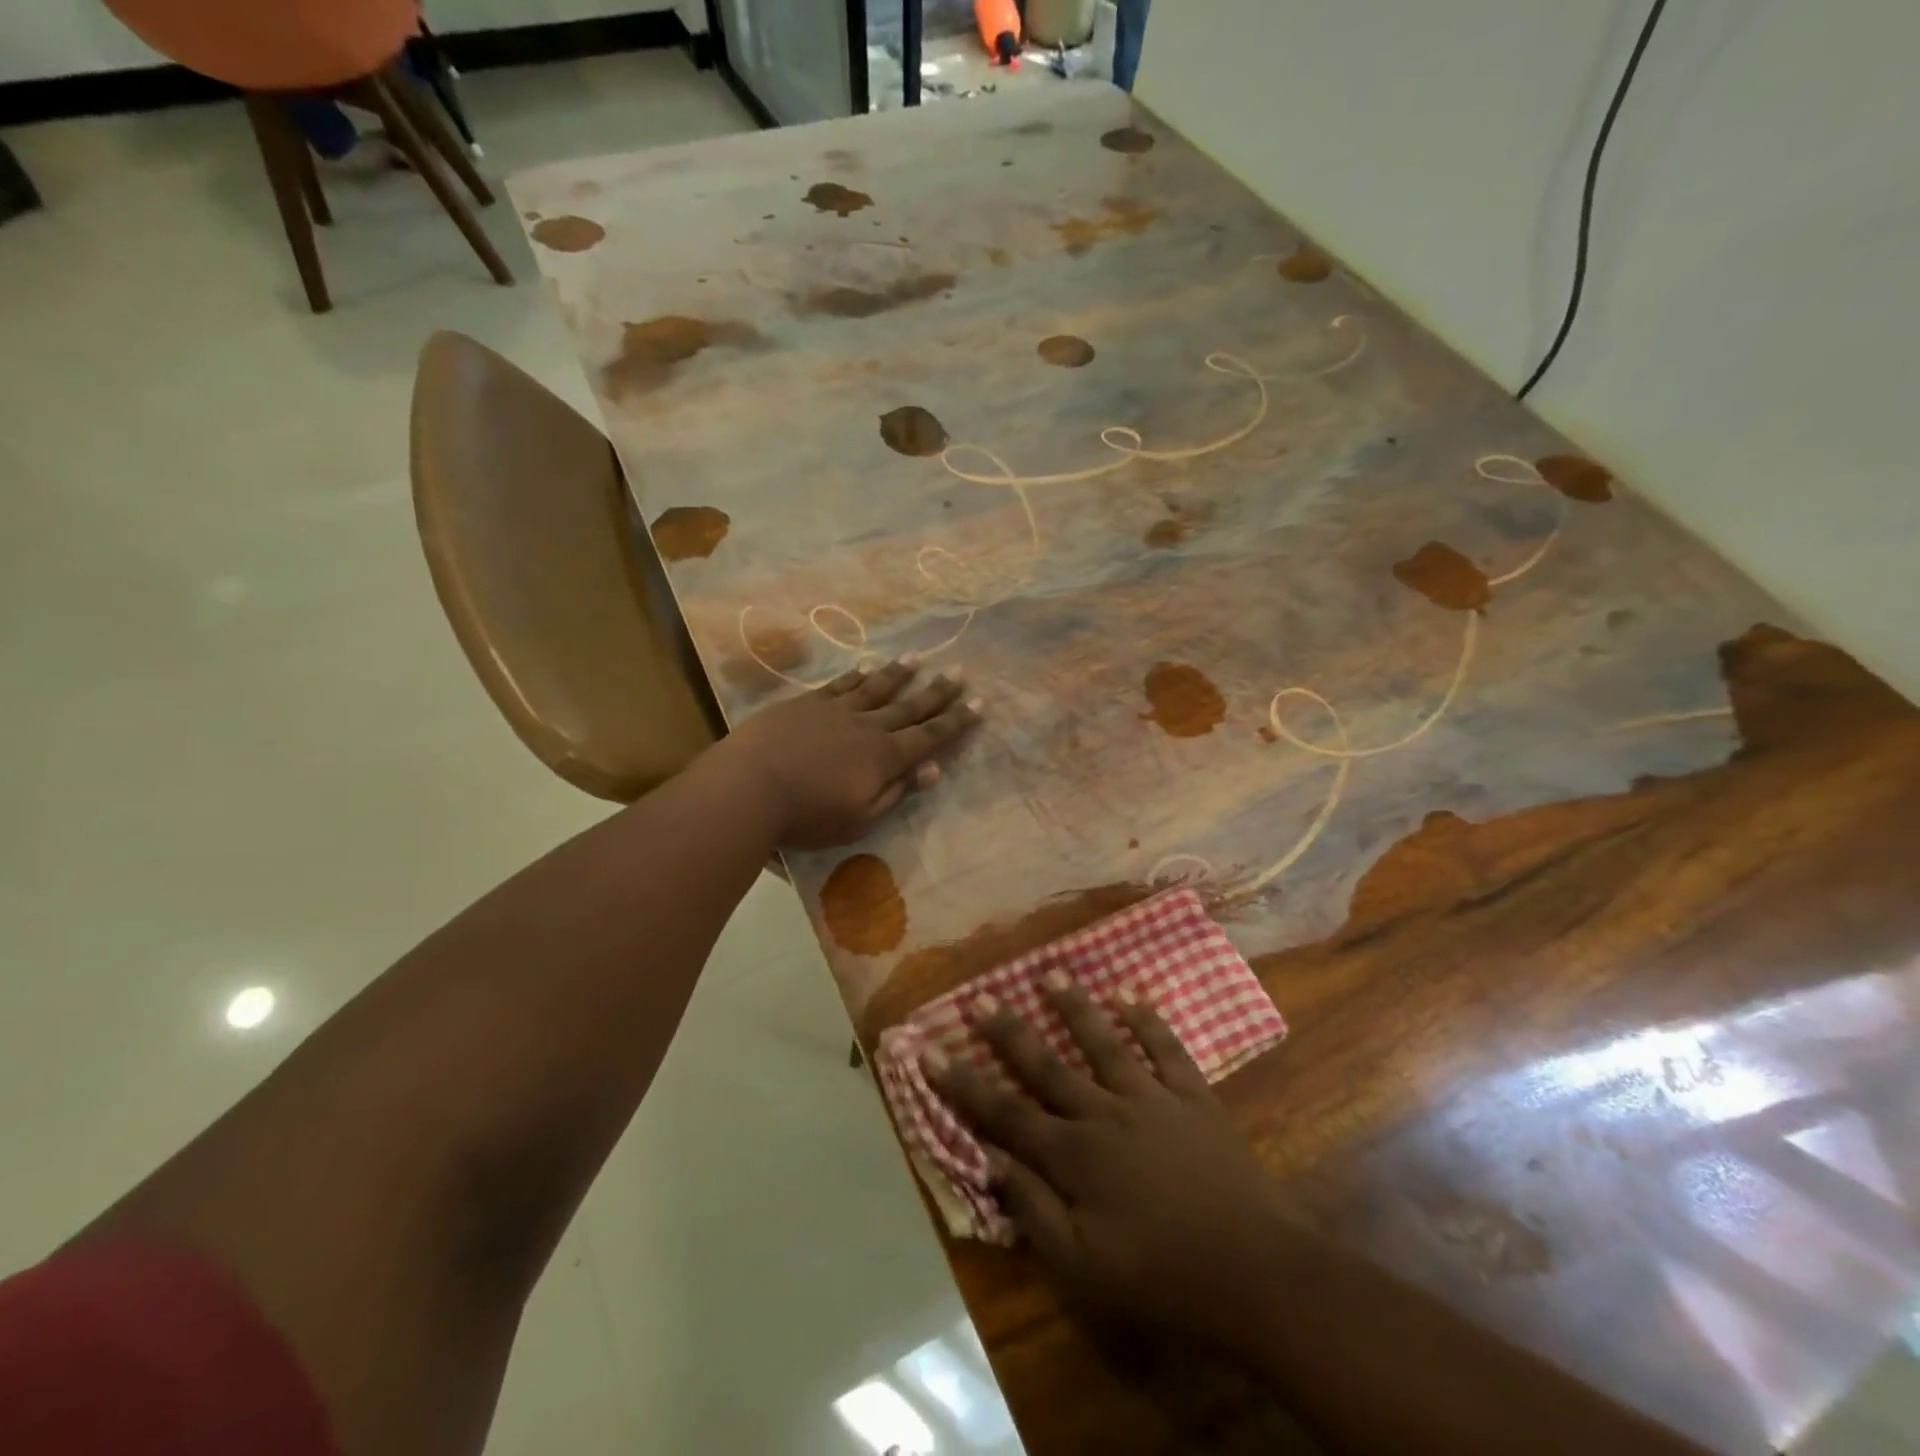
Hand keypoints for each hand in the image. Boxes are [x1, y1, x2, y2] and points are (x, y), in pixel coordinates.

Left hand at [723, 660, 980, 847]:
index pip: (930, 737)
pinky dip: (857, 675)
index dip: (957, 721)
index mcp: (885, 757)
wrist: (750, 786)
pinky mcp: (807, 703)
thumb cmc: (807, 815)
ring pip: (876, 687)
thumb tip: (933, 770)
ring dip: (900, 674)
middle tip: (959, 671)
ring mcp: (837, 710)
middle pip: (910, 706)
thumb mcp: (860, 818)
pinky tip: (866, 666)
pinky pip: (840, 684)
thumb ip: (897, 792)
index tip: (979, 703)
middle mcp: (868, 727)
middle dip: (938, 691)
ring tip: (919, 658)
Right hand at [928, 977, 1290, 1356]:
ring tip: (1051, 972)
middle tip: (979, 996)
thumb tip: (989, 1162)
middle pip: (1046, 1065)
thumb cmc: (1161, 1277)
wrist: (1255, 1272)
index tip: (929, 1049)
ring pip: (1103, 1042)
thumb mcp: (1084, 1266)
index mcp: (1074, 1155)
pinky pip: (1165, 1049)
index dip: (963, 1082)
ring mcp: (1151, 1099)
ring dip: (1075, 1007)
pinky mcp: (1192, 1097)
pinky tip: (1129, 994)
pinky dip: (1147, 1019)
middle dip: (1007, 1032)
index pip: (1004, 1112)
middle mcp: (1104, 1113)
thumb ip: (1033, 1209)